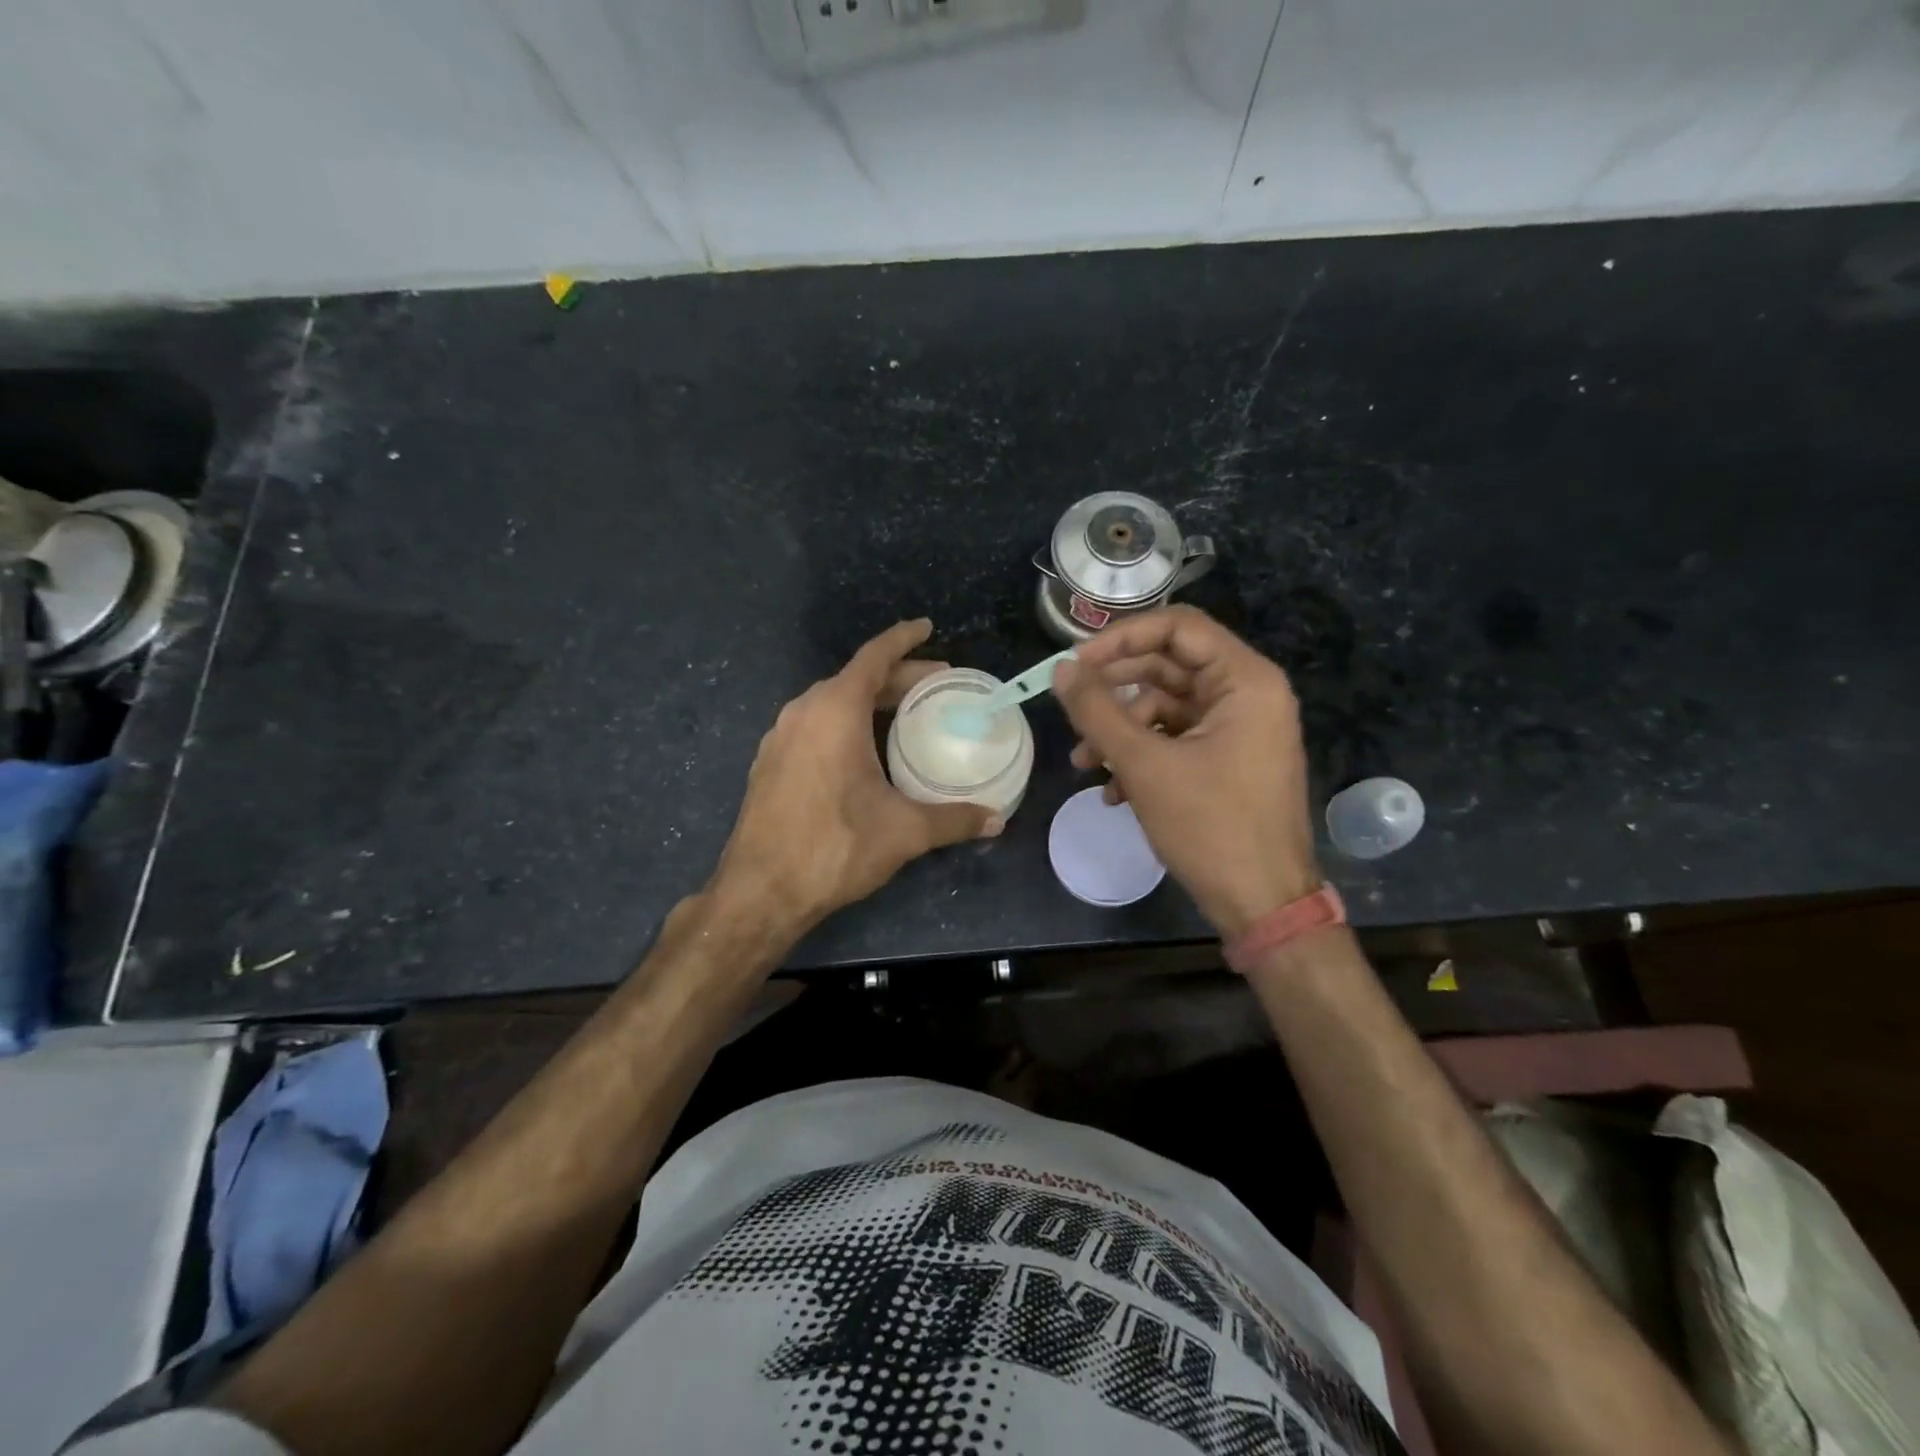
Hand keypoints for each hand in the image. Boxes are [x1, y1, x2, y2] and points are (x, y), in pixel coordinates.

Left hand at [711, 619, 1001, 933]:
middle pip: (856, 678)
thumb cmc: (835, 847)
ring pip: (831, 701)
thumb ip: (953, 819)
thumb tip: (996, 820)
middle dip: (897, 676)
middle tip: (935, 685)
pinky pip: (814, 724)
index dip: (904, 639)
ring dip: (869, 700)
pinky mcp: (769, 762)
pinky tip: (861, 749)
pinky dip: (844, 722)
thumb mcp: (903, 831)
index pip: (875, 657)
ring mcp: (780, 736)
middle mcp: (803, 712)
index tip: (927, 627)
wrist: (760, 891)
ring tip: (903, 714)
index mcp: (835, 711)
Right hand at [1053, 605, 1319, 938]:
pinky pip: (1176, 740)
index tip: (1077, 663)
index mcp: (1245, 681)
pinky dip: (1141, 755)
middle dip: (1114, 690)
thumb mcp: (1144, 764)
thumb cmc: (1209, 827)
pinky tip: (1112, 791)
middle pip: (1168, 667)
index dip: (1122, 638)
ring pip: (1166, 708)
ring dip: (1120, 730)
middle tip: (1070, 705)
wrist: (1262, 905)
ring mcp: (1239, 730)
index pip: (1178, 627)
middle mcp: (1247, 695)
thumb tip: (1061, 670)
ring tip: (1084, 763)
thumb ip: (1098, 711)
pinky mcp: (1227, 761)